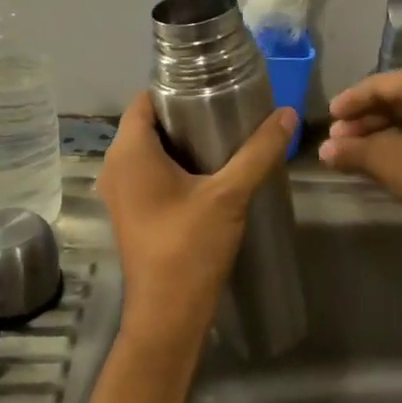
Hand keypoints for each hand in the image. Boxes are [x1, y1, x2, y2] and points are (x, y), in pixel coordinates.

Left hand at [97, 92, 297, 344]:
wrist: (168, 315)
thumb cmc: (190, 247)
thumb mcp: (229, 195)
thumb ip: (258, 152)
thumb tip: (287, 114)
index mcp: (129, 153)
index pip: (144, 100)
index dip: (175, 89)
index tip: (212, 87)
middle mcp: (115, 167)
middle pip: (149, 125)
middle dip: (185, 116)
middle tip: (228, 111)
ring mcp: (120, 194)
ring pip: (150, 152)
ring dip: (182, 144)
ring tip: (225, 138)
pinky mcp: (131, 214)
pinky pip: (150, 175)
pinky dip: (175, 167)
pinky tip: (210, 174)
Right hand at [318, 69, 401, 232]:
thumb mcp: (385, 159)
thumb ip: (352, 151)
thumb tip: (324, 151)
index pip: (379, 84)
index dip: (349, 101)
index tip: (328, 118)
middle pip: (394, 100)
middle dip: (363, 121)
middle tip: (336, 140)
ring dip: (379, 134)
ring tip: (352, 154)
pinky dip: (399, 143)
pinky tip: (381, 161)